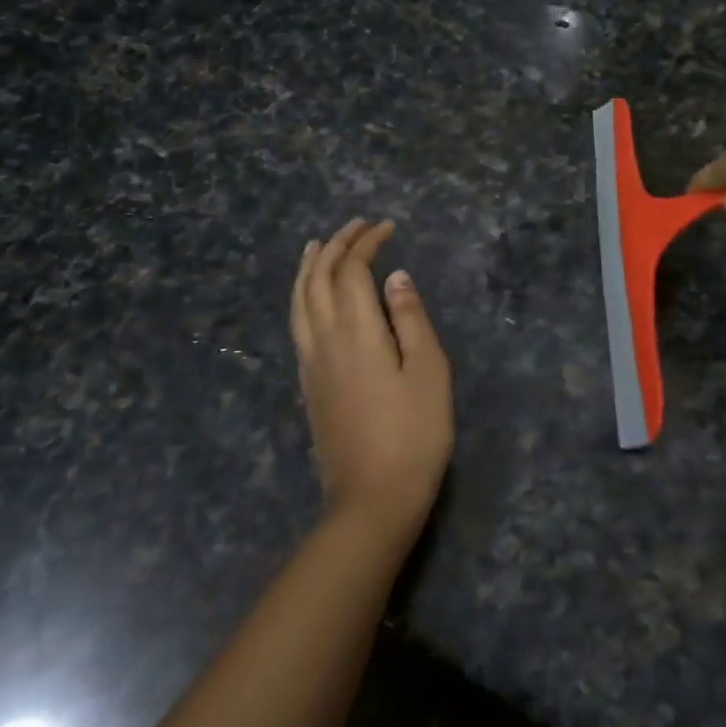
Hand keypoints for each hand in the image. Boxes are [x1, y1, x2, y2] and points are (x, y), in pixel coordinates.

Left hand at [290, 220, 453, 536]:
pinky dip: (302, 296)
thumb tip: (395, 277)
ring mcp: (310, 364)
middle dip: (334, 246)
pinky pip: (297, 323)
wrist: (372, 500)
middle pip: (318, 279)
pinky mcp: (308, 385)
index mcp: (355, 331)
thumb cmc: (414, 433)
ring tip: (317, 247)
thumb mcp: (428, 371)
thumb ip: (410, 319)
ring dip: (309, 267)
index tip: (387, 227)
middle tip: (356, 226)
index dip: (366, 243)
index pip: (351, 270)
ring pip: (299, 301)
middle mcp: (323, 340)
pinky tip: (311, 298)